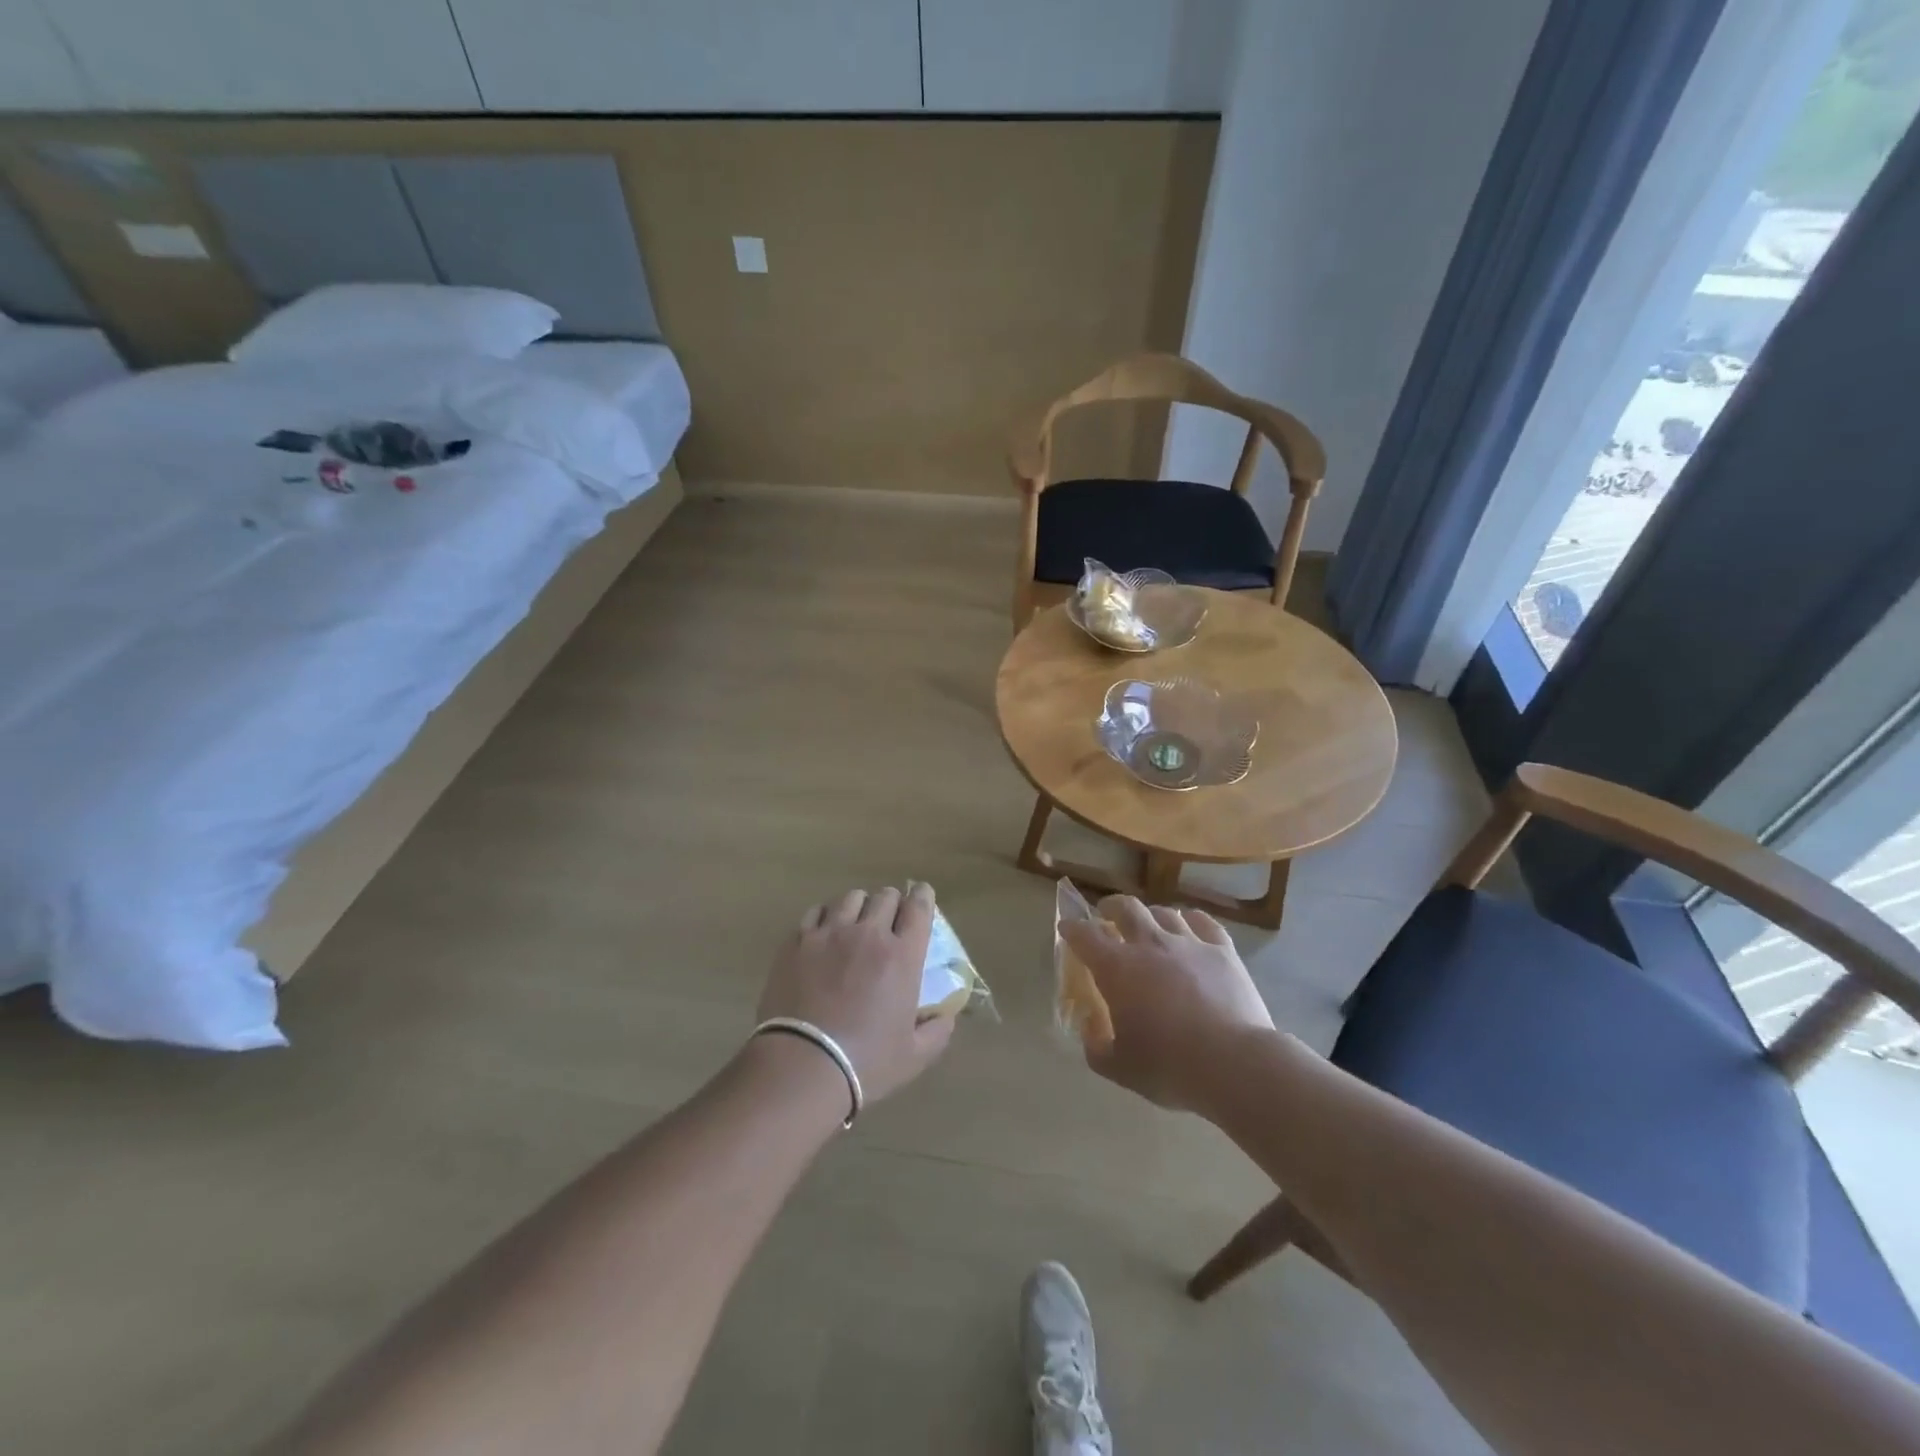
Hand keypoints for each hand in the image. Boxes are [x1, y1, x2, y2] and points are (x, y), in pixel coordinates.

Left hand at [756, 883, 955, 1106]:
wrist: (803, 1066)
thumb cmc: (866, 1062)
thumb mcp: (915, 1056)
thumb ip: (937, 1031)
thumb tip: (946, 1017)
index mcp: (902, 955)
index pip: (919, 907)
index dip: (923, 896)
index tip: (922, 896)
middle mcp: (868, 934)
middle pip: (884, 896)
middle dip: (892, 903)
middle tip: (888, 920)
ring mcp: (829, 934)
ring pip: (849, 898)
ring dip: (859, 907)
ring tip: (855, 922)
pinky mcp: (797, 942)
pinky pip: (815, 913)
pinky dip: (825, 916)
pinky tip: (823, 932)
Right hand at [1061, 895, 1273, 1113]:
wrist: (1235, 1064)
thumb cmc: (1170, 1066)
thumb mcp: (1119, 1068)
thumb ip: (1095, 1045)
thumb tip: (1090, 1025)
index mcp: (1117, 968)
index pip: (1085, 936)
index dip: (1072, 929)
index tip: (1067, 928)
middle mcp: (1150, 944)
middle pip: (1126, 908)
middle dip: (1111, 907)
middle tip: (1106, 914)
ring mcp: (1190, 943)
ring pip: (1164, 912)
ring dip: (1150, 915)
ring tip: (1149, 923)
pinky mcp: (1223, 951)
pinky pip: (1204, 922)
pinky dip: (1190, 920)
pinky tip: (1189, 925)